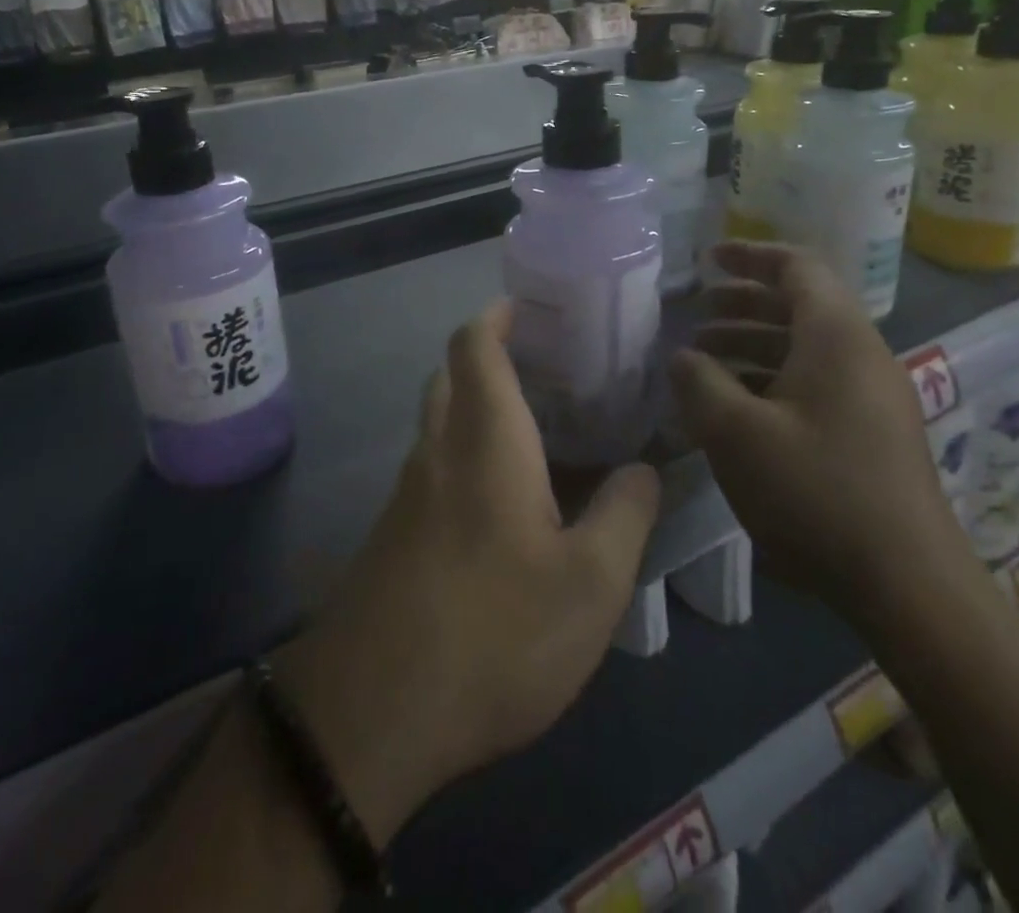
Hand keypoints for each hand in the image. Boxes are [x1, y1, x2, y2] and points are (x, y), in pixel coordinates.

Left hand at [275, 301, 660, 846]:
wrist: (373, 712)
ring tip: (537, 428)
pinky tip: (503, 498)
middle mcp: (438, 450)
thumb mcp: (590, 584)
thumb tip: (645, 467)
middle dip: (489, 355)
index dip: (497, 315)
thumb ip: (625, 514)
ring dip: (477, 405)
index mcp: (485, 439)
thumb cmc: (495, 632)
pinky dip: (465, 452)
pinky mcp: (393, 534)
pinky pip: (433, 466)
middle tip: (547, 367)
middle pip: (451, 375)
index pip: (475, 345)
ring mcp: (407, 493)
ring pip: (439, 422)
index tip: (530, 307)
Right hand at [669, 241, 965, 608]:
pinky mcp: (872, 431)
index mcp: (836, 337)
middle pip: (800, 304)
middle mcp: (861, 354)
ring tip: (704, 360)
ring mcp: (872, 395)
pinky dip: (772, 377)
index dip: (749, 256)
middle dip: (743, 302)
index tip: (707, 259)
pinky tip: (737, 406)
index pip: (797, 267)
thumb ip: (699, 382)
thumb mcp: (737, 433)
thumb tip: (682, 356)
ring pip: (806, 346)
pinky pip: (817, 381)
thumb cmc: (816, 492)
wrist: (908, 584)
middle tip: (696, 313)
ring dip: (753, 342)